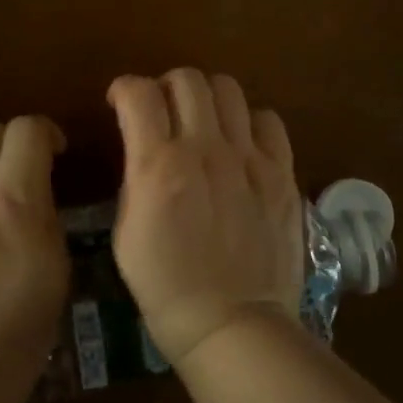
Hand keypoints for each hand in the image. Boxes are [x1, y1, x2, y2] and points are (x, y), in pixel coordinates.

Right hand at [108, 70, 303, 364]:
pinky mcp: (281, 173)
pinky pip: (268, 120)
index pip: (139, 92)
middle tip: (162, 112)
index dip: (124, 89)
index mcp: (159, 166)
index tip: (120, 104)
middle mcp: (205, 150)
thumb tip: (145, 148)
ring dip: (207, 98)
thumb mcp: (126, 232)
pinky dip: (249, 122)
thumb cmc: (166, 287)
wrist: (232, 324)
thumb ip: (135, 177)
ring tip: (203, 122)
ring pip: (228, 89)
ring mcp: (249, 159)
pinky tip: (241, 144)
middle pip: (187, 78)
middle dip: (166, 87)